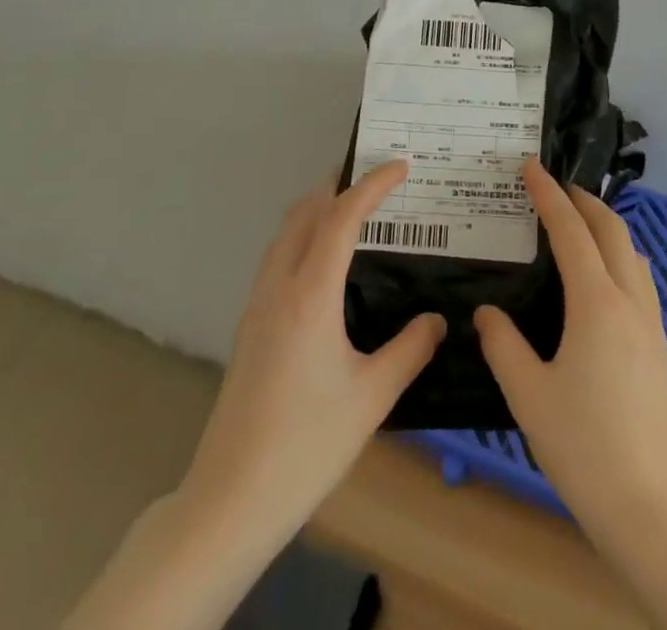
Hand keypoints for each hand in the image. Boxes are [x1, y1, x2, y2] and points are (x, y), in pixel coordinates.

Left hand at [179, 160, 446, 548]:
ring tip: (354, 212)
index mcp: (310, 294)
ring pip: (285, 234)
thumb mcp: (372, 397)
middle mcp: (278, 288)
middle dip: (339, 185)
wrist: (229, 500)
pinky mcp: (248, 327)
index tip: (402, 166)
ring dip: (318, 209)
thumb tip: (437, 319)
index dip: (373, 184)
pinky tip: (324, 266)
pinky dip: (304, 237)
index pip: (342, 216)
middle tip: (377, 180)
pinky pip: (277, 259)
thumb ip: (410, 349)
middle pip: (304, 212)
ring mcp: (257, 306)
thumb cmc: (306, 445)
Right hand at [473, 161, 666, 544]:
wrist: (653, 506)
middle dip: (583, 200)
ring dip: (606, 226)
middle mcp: (629, 301)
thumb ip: (504, 345)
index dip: (549, 195)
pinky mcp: (660, 346)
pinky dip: (619, 255)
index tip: (531, 167)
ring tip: (578, 224)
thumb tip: (487, 313)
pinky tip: (604, 278)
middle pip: (611, 230)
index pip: (571, 231)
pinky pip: (640, 279)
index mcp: (597, 303)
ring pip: (632, 252)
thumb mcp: (529, 395)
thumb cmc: (585, 447)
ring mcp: (651, 323)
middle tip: (555, 186)